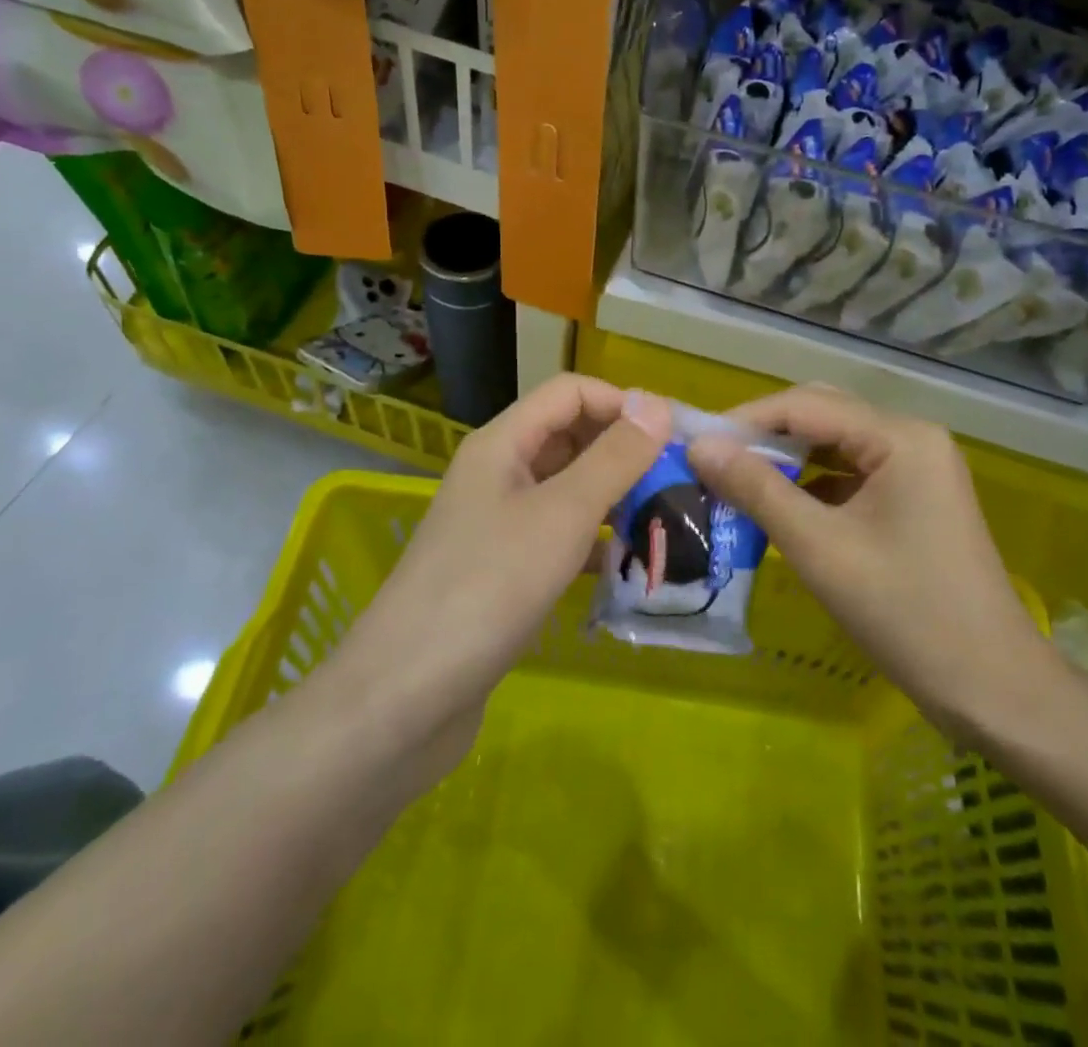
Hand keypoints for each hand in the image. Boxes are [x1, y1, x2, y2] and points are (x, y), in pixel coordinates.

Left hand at [325, 376, 670, 750]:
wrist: (408, 696)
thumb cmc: (489, 587)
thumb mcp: (562, 514)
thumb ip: (613, 458)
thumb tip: (658, 402)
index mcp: (503, 444)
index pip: (570, 393)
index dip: (621, 403)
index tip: (674, 436)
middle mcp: (499, 474)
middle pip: (570, 438)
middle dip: (623, 452)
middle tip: (679, 481)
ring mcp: (499, 524)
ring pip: (568, 491)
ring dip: (615, 499)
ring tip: (668, 521)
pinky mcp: (504, 570)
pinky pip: (560, 537)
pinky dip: (595, 543)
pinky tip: (630, 567)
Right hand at [687, 386, 1059, 739]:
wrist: (993, 690)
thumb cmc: (906, 613)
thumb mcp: (819, 548)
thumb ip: (757, 489)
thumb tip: (699, 447)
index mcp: (900, 437)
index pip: (805, 405)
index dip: (744, 420)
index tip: (693, 443)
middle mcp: (911, 439)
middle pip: (821, 416)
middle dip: (763, 436)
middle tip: (710, 461)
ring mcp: (916, 470)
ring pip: (833, 447)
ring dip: (784, 460)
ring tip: (731, 481)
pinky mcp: (912, 501)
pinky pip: (849, 477)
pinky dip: (809, 487)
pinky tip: (775, 507)